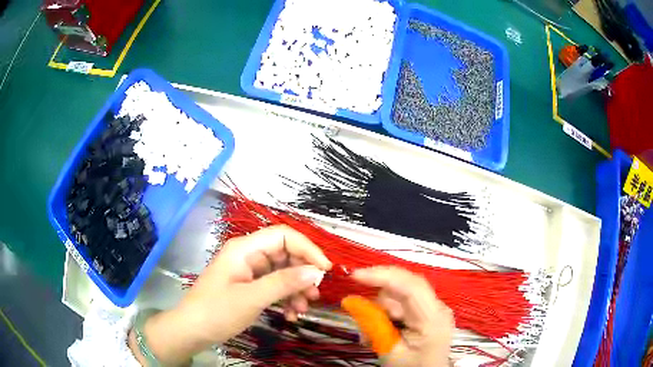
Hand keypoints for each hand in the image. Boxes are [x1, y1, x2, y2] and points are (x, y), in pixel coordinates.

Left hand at [129, 225, 331, 365]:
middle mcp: (248, 255)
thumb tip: (315, 272)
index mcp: (244, 248)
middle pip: (285, 254)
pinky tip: (290, 314)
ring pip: (282, 272)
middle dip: (302, 273)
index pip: (283, 236)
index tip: (324, 270)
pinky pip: (274, 286)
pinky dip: (285, 298)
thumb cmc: (217, 311)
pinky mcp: (248, 286)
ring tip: (302, 309)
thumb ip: (284, 283)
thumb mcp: (252, 298)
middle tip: (315, 294)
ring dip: (295, 289)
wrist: (192, 330)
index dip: (307, 249)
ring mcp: (248, 271)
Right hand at [352, 266, 453, 366]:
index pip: (411, 287)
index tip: (355, 276)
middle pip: (404, 287)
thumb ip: (373, 326)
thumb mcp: (389, 351)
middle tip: (361, 317)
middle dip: (378, 299)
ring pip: (399, 294)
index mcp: (433, 318)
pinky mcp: (427, 311)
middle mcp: (437, 306)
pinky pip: (402, 303)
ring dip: (380, 309)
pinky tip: (382, 331)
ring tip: (371, 335)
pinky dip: (386, 313)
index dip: (383, 276)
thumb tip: (350, 301)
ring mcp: (433, 307)